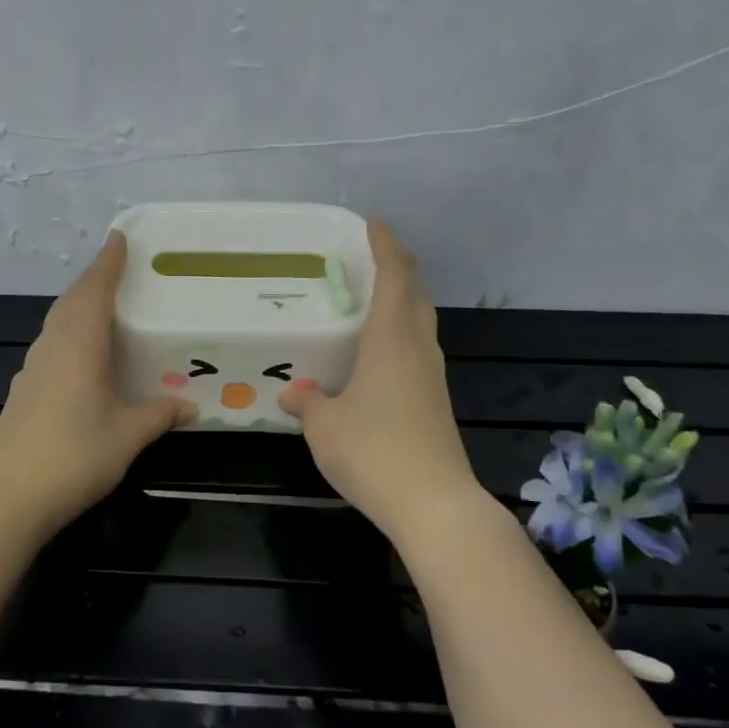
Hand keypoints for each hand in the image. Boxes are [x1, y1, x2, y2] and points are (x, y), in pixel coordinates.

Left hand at [0, 232, 193, 538]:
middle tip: (118, 266)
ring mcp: (32, 370)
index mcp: (78, 348)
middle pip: (71, 302)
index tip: (119, 237)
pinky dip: (68, 332)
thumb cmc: (75, 458)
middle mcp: (52, 349)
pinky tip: (80, 353)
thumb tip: (190, 406)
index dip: (107, 263)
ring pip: (57, 323)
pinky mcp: (23, 391)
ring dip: (78, 305)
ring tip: (103, 303)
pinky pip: (50, 345)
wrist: (9, 497)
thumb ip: (159, 415)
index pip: (93, 292)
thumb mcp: (127, 437)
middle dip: (93, 279)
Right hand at [279, 222, 480, 540]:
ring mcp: (432, 377)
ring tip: (370, 303)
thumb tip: (293, 393)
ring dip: (401, 304)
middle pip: (415, 295)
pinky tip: (377, 357)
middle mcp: (418, 349)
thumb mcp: (324, 425)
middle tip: (369, 261)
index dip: (386, 246)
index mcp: (391, 339)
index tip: (373, 224)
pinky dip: (400, 337)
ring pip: (420, 324)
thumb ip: (307, 402)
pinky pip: (417, 352)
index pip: (395, 276)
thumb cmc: (373, 451)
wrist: (433, 503)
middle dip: (397, 270)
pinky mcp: (435, 403)